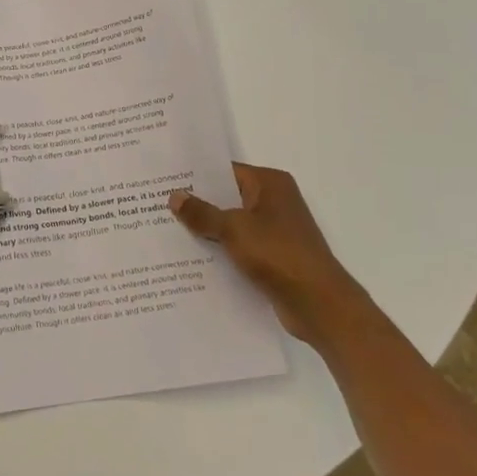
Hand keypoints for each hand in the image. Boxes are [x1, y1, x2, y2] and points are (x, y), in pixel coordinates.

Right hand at [169, 164, 362, 344]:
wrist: (319, 305)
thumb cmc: (278, 254)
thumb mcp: (233, 229)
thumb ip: (202, 213)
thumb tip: (174, 196)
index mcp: (270, 184)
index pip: (225, 171)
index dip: (195, 175)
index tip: (164, 180)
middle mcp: (274, 201)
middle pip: (227, 197)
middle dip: (197, 203)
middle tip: (157, 204)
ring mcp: (275, 230)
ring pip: (231, 224)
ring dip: (207, 229)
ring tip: (167, 230)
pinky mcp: (273, 256)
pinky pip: (239, 246)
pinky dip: (220, 250)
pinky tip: (191, 258)